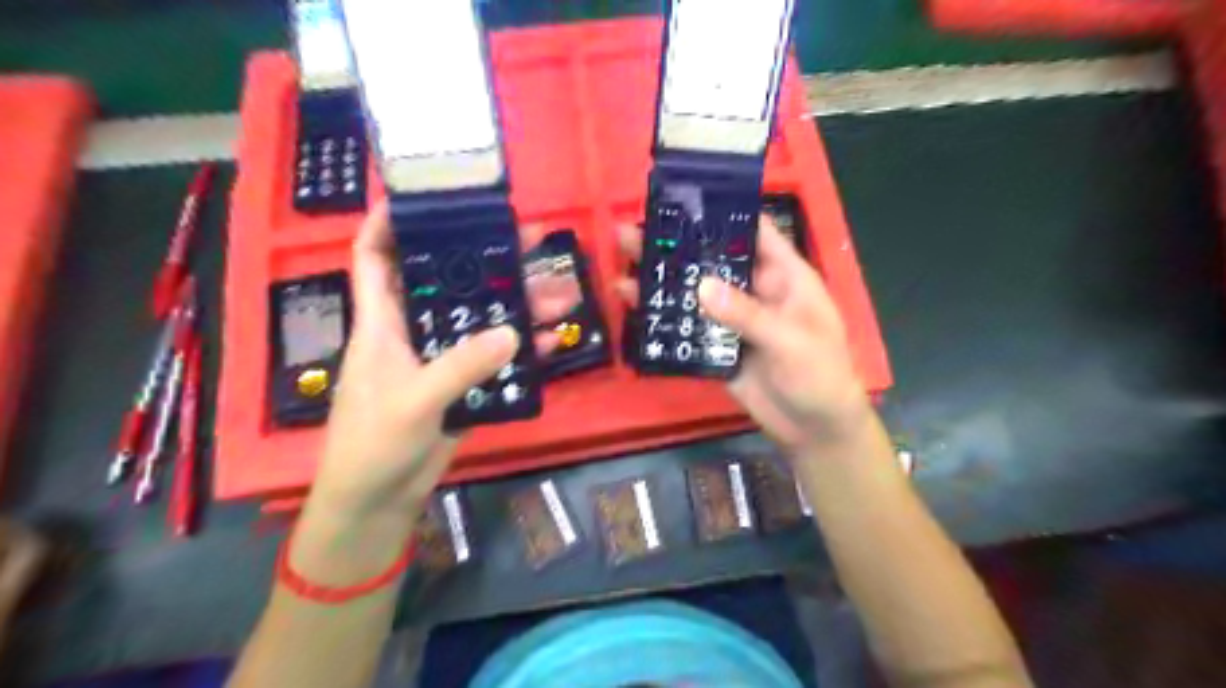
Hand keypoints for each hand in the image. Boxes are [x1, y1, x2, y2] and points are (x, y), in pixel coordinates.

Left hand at [303, 207, 578, 527]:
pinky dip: (523, 348)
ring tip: (561, 291)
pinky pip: (496, 357)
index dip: (389, 223)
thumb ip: (462, 366)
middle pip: (449, 281)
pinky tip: (551, 339)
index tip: (427, 198)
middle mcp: (412, 330)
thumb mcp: (414, 400)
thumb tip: (512, 332)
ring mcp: (441, 357)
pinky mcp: (463, 383)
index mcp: (381, 322)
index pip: (374, 258)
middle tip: (529, 240)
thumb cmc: (374, 443)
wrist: (379, 499)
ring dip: (518, 305)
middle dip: (485, 257)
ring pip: (482, 318)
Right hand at [624, 219, 869, 454]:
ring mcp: (733, 320)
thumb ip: (747, 314)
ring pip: (695, 294)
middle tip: (634, 231)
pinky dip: (664, 320)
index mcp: (784, 276)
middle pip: (714, 261)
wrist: (814, 429)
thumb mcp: (790, 339)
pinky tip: (635, 307)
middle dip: (678, 246)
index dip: (724, 212)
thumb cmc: (820, 375)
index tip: (684, 200)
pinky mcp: (717, 348)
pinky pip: (688, 329)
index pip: (755, 232)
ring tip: (623, 266)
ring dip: (664, 282)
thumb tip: (700, 286)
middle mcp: (755, 291)